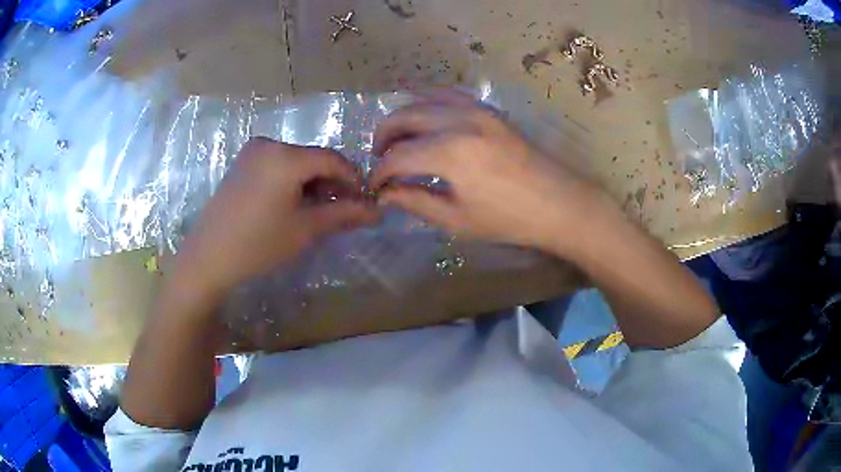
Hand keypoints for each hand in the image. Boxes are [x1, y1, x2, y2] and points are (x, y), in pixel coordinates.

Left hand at [170, 138, 377, 303]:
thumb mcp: (306, 229)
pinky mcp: (242, 163)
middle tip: (344, 211)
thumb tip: (377, 211)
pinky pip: (278, 166)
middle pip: (313, 159)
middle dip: (332, 183)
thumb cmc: (258, 244)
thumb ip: (344, 214)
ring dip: (313, 183)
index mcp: (285, 155)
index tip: (366, 202)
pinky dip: (292, 182)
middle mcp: (269, 143)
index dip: (354, 179)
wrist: (207, 258)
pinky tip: (294, 205)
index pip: (333, 159)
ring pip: (296, 162)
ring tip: (320, 211)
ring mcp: (252, 152)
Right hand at [370, 90, 612, 254]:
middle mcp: (457, 121)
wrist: (558, 203)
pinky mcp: (488, 109)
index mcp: (448, 153)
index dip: (380, 173)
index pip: (396, 157)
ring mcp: (475, 109)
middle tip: (380, 162)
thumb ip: (415, 201)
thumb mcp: (457, 219)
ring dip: (402, 118)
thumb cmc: (509, 219)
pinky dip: (427, 98)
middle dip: (383, 138)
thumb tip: (384, 193)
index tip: (375, 188)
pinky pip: (448, 94)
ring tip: (396, 139)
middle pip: (403, 118)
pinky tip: (419, 108)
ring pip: (422, 101)